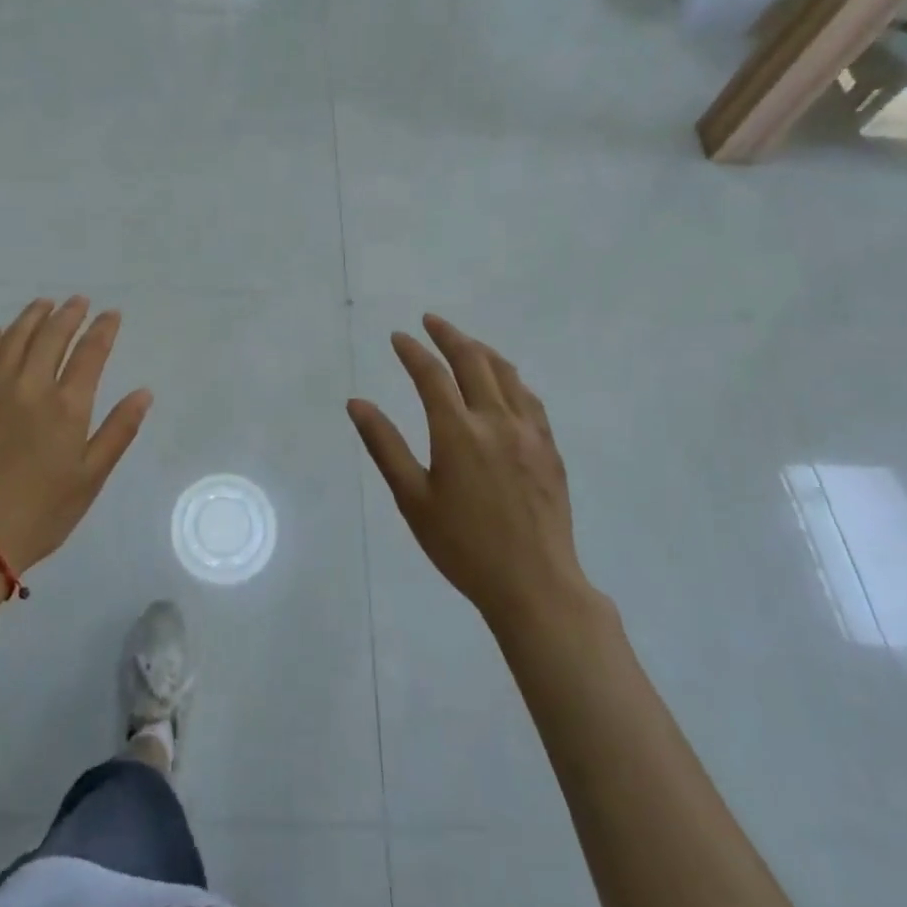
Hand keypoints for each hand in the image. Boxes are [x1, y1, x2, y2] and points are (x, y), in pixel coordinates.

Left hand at [0, 297, 152, 574]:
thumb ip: (118, 430)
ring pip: (15, 338)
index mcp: (67, 405)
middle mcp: (31, 386)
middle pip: (52, 335)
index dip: (103, 329)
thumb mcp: (91, 477)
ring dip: (33, 316)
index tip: (111, 314)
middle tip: (79, 301)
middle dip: (69, 314)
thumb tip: (143, 392)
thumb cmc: (42, 512)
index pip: (90, 352)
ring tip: (45, 304)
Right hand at [347, 315, 593, 628]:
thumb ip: (384, 446)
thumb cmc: (463, 546)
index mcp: (458, 432)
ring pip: (506, 373)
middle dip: (448, 335)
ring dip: (481, 350)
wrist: (535, 585)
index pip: (431, 374)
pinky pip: (529, 398)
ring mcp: (528, 432)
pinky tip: (504, 382)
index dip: (412, 351)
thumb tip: (357, 403)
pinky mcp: (549, 448)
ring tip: (464, 342)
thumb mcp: (413, 499)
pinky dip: (510, 378)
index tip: (398, 336)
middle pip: (473, 360)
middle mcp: (496, 421)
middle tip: (430, 322)